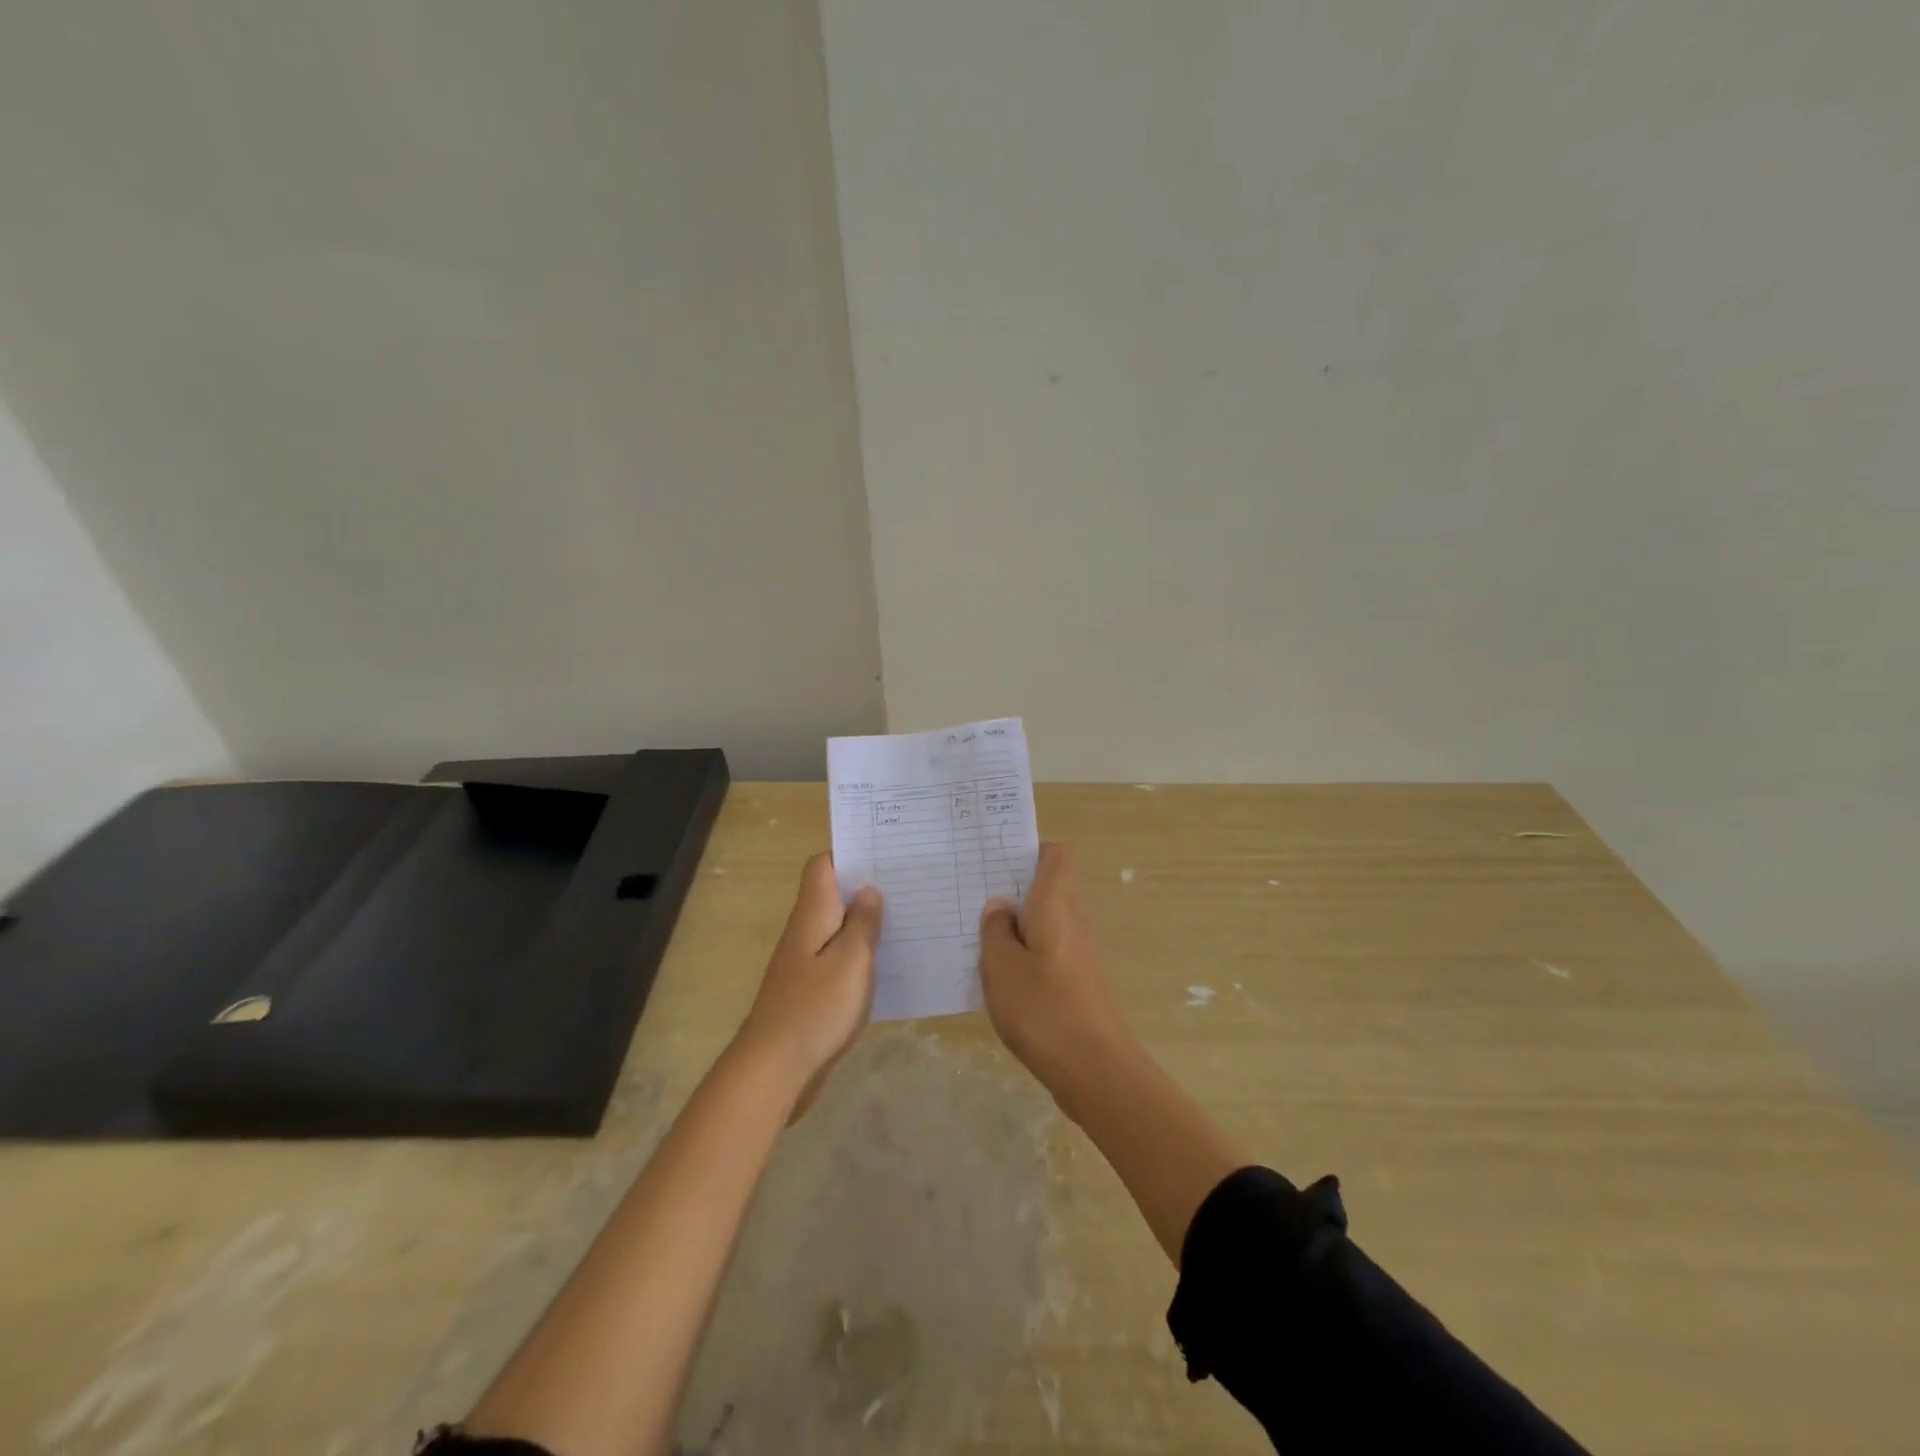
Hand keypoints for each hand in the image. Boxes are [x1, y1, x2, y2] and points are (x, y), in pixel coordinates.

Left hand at [738, 853, 881, 1114]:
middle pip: (833, 895)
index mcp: (813, 913)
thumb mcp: (852, 959)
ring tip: (907, 919)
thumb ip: (863, 922)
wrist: (775, 1067)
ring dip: (865, 923)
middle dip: (866, 887)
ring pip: (837, 927)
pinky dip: (860, 954)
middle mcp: (805, 930)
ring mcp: (805, 961)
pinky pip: (838, 957)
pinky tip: (887, 964)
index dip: (849, 854)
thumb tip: (868, 890)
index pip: (822, 866)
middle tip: (908, 885)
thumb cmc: (817, 1006)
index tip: (884, 854)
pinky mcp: (810, 989)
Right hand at [979, 843, 1134, 1092]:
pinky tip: (1001, 979)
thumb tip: (1001, 906)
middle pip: (1048, 889)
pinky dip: (1027, 956)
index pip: (1057, 855)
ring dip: (1017, 928)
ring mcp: (1081, 954)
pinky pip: (1050, 952)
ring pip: (1047, 923)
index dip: (1030, 851)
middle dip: (1014, 892)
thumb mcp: (1001, 966)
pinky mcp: (1081, 983)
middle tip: (973, 901)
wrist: (1096, 1071)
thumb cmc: (1043, 1009)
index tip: (997, 863)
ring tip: (978, 941)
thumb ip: (995, 930)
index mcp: (1056, 905)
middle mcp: (1075, 921)